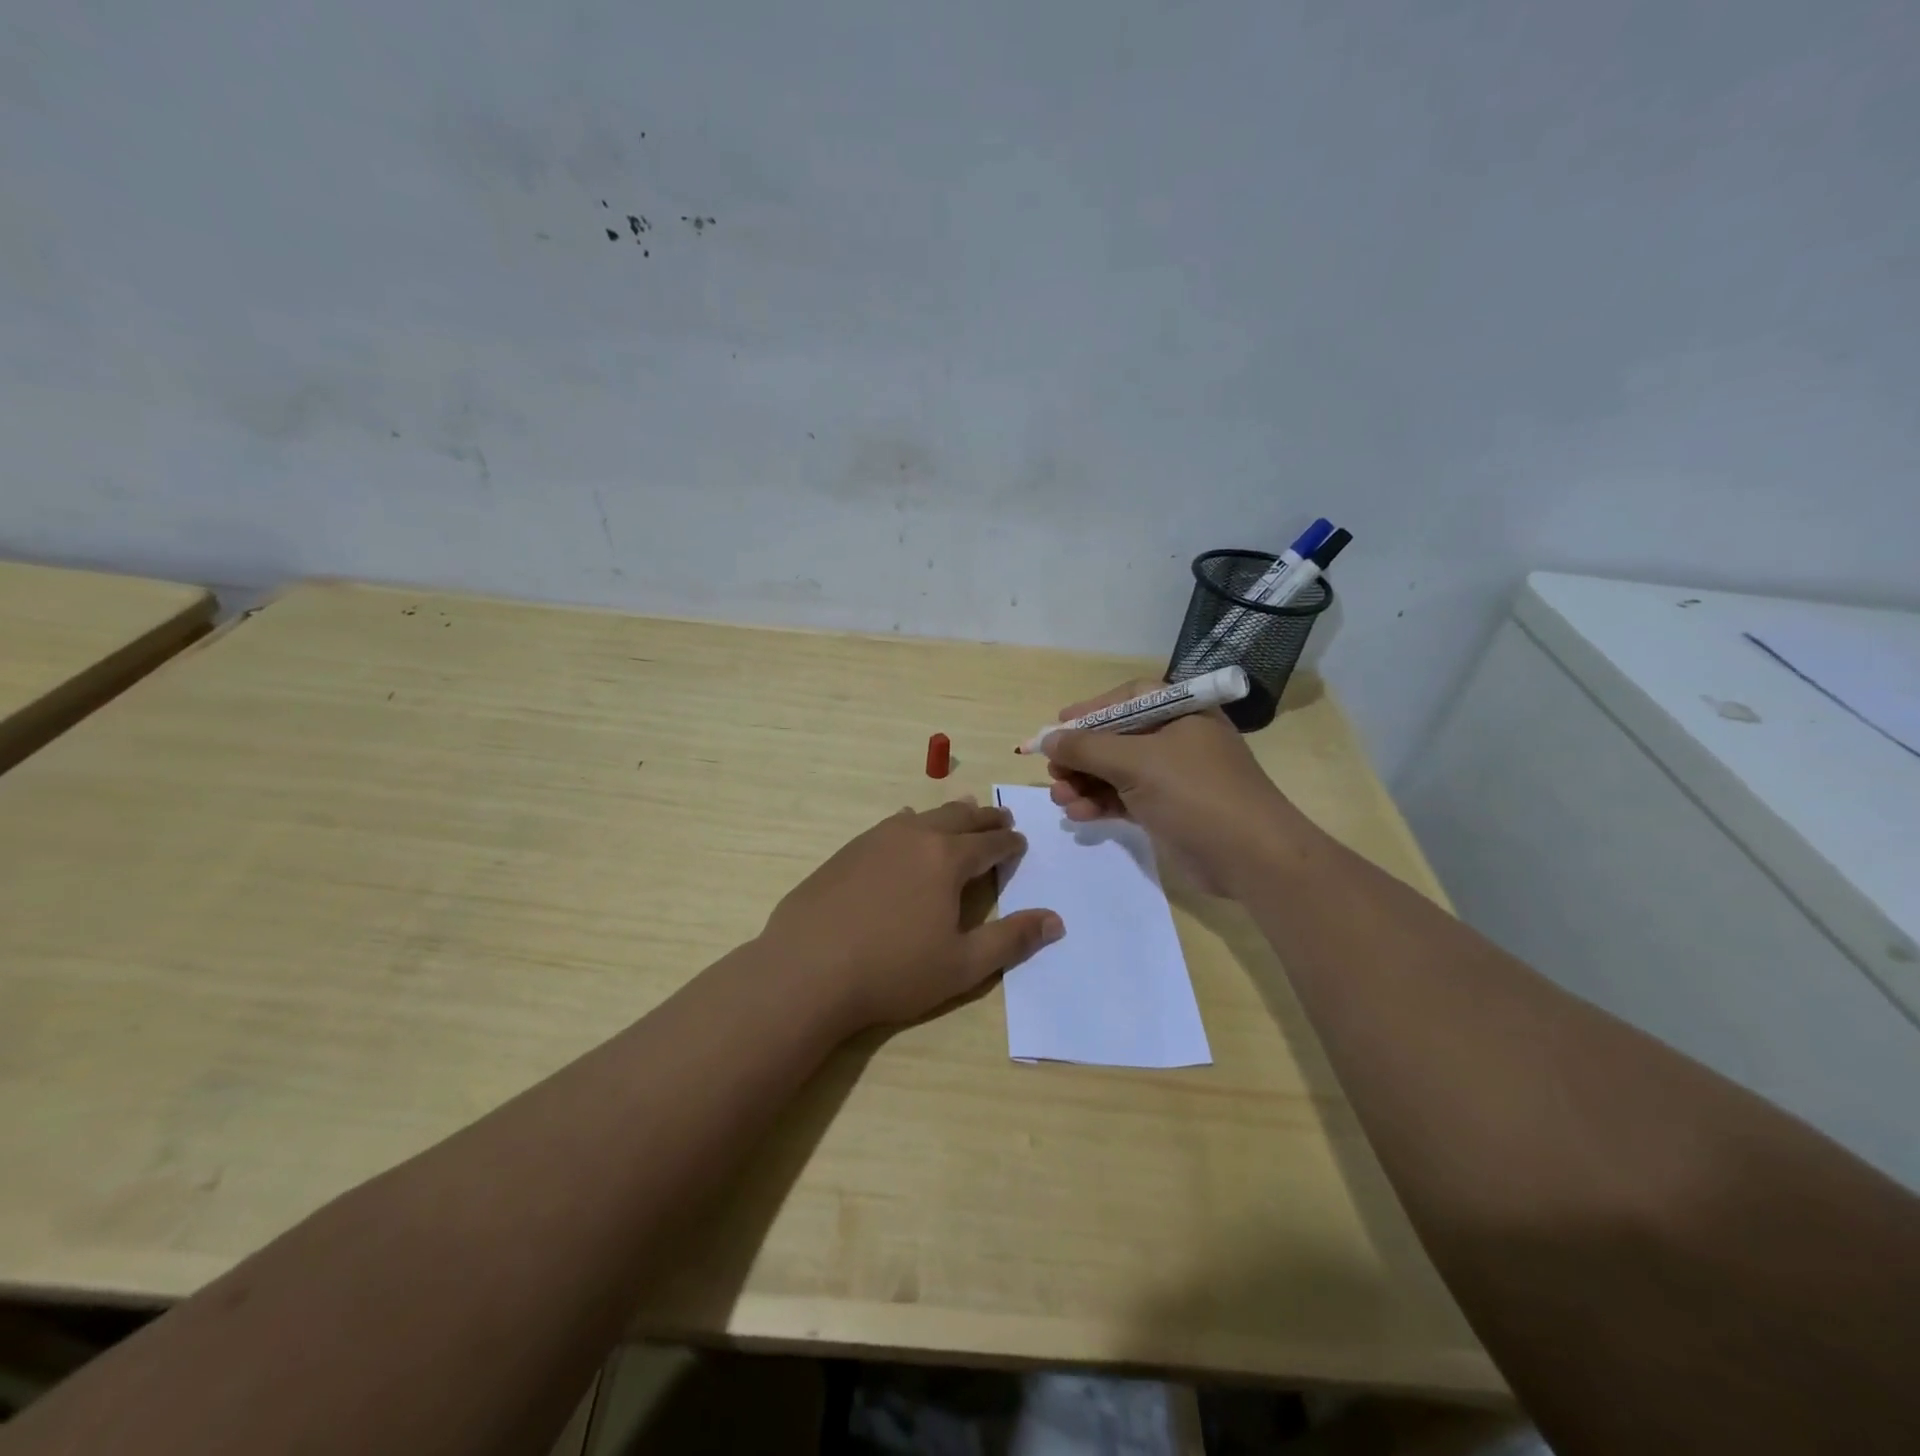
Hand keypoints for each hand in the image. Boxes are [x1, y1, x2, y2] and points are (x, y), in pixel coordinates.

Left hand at [761, 799, 1062, 1030]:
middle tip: (1001, 819)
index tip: (1020, 843)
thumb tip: (1056, 920)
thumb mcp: (962, 965)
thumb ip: (1011, 940)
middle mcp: (916, 836)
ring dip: (950, 814)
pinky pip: (892, 824)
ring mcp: (877, 838)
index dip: (1009, 844)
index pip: (990, 844)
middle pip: (960, 818)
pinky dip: (912, 822)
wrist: (807, 968)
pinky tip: (907, 825)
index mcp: (948, 859)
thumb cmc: (893, 970)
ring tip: (964, 812)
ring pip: (925, 815)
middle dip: (985, 819)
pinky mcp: (848, 850)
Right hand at [1041, 679, 1303, 895]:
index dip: (1090, 711)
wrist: (1251, 856)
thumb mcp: (1137, 762)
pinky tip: (1079, 815)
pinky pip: (1124, 798)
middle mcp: (1176, 738)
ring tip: (1060, 799)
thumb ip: (1087, 747)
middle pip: (1116, 737)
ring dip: (1085, 783)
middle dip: (1081, 756)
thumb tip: (1047, 739)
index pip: (1127, 699)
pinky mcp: (1168, 809)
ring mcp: (1173, 776)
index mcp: (1180, 712)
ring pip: (1116, 771)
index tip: (1057, 727)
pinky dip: (1100, 804)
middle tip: (1053, 772)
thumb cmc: (1196, 793)